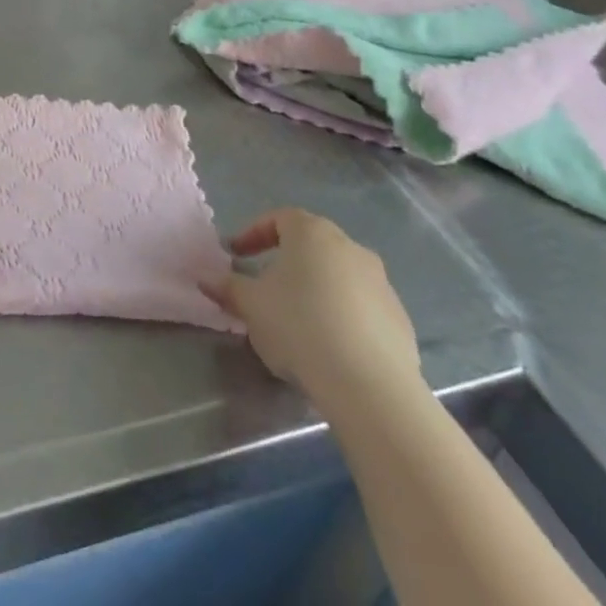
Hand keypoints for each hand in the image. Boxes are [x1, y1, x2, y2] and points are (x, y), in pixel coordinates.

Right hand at [206, 209, 421, 413]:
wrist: (371, 386)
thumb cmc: (300, 327)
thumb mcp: (251, 306)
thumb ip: (227, 287)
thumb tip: (206, 279)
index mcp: (311, 233)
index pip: (278, 219)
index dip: (253, 234)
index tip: (237, 255)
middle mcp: (349, 246)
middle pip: (311, 245)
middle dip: (286, 262)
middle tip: (266, 286)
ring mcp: (380, 282)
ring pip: (338, 276)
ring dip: (316, 289)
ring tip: (298, 321)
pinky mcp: (399, 318)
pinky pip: (361, 307)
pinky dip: (342, 316)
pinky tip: (330, 346)